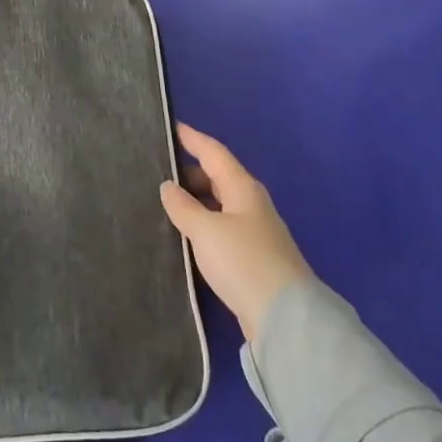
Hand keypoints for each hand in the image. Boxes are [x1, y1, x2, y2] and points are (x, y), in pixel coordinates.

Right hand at [161, 123, 311, 340]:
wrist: (284, 315)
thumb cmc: (242, 260)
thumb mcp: (205, 230)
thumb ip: (183, 206)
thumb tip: (168, 186)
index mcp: (242, 188)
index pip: (213, 152)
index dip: (192, 138)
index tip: (172, 126)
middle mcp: (251, 203)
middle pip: (218, 177)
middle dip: (190, 171)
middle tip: (158, 170)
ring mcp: (254, 230)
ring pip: (219, 203)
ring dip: (195, 199)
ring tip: (165, 200)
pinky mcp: (252, 256)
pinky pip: (221, 226)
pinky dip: (202, 221)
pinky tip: (185, 232)